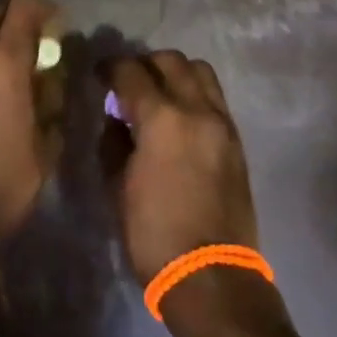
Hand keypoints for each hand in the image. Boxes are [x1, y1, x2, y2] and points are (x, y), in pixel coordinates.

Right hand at [106, 51, 259, 286]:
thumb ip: (114, 142)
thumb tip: (116, 118)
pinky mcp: (237, 140)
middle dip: (145, 64)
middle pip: (171, 61)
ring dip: (175, 73)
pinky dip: (194, 94)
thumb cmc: (153, 234)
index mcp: (162, 119)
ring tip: (157, 94)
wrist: (211, 275)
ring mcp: (223, 123)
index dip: (110, 68)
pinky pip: (214, 98)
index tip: (99, 75)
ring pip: (200, 72)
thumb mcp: (117, 187)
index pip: (132, 72)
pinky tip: (178, 118)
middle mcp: (197, 110)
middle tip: (127, 83)